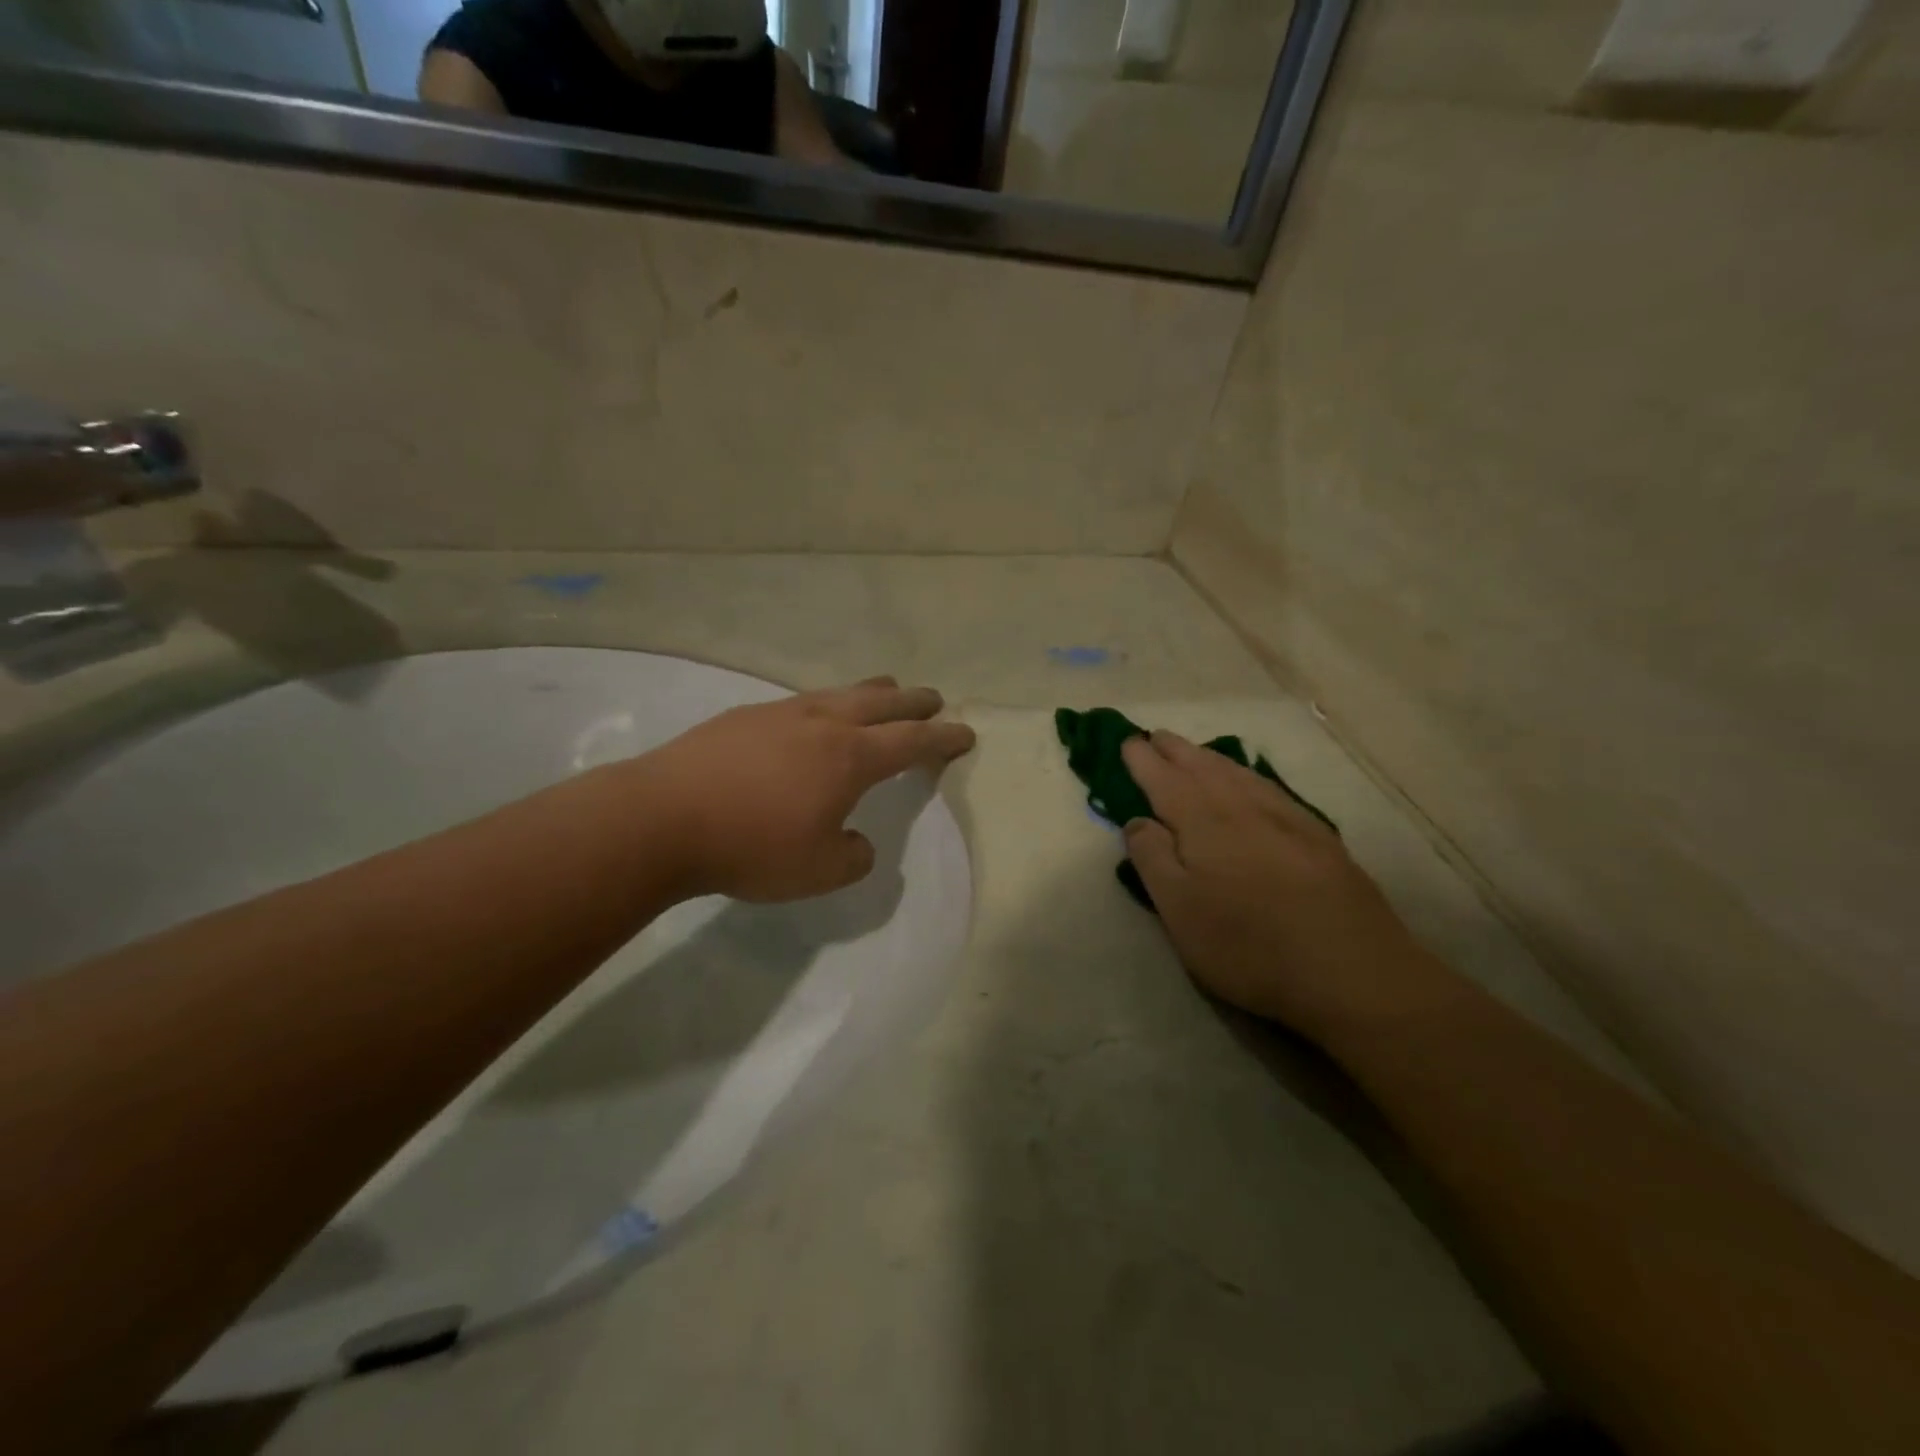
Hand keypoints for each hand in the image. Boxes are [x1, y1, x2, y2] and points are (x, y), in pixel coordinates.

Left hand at [630, 677, 974, 902]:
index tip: (965, 732)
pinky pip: (802, 702)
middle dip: (914, 702)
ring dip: (871, 693)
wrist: (662, 818)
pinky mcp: (744, 716)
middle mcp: (823, 724)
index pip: (912, 741)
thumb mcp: (819, 871)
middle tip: (934, 699)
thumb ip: (853, 857)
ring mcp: (781, 713)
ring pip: (840, 693)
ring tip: (884, 692)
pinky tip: (814, 717)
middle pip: (882, 702)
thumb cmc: (751, 846)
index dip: (943, 738)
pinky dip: (826, 704)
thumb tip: (857, 842)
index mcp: (850, 757)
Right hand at [1121, 731, 1448, 1042]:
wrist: (1351, 970)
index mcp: (1202, 822)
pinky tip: (1251, 783)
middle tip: (1156, 737)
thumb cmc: (1248, 944)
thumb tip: (1138, 819)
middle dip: (1175, 751)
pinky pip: (1270, 787)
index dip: (1143, 760)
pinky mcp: (1318, 836)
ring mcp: (1285, 818)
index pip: (1164, 779)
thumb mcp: (1179, 910)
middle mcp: (1242, 807)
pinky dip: (1248, 775)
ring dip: (1210, 758)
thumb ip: (1153, 859)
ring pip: (1238, 773)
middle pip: (1202, 768)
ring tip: (1194, 752)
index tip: (1128, 742)